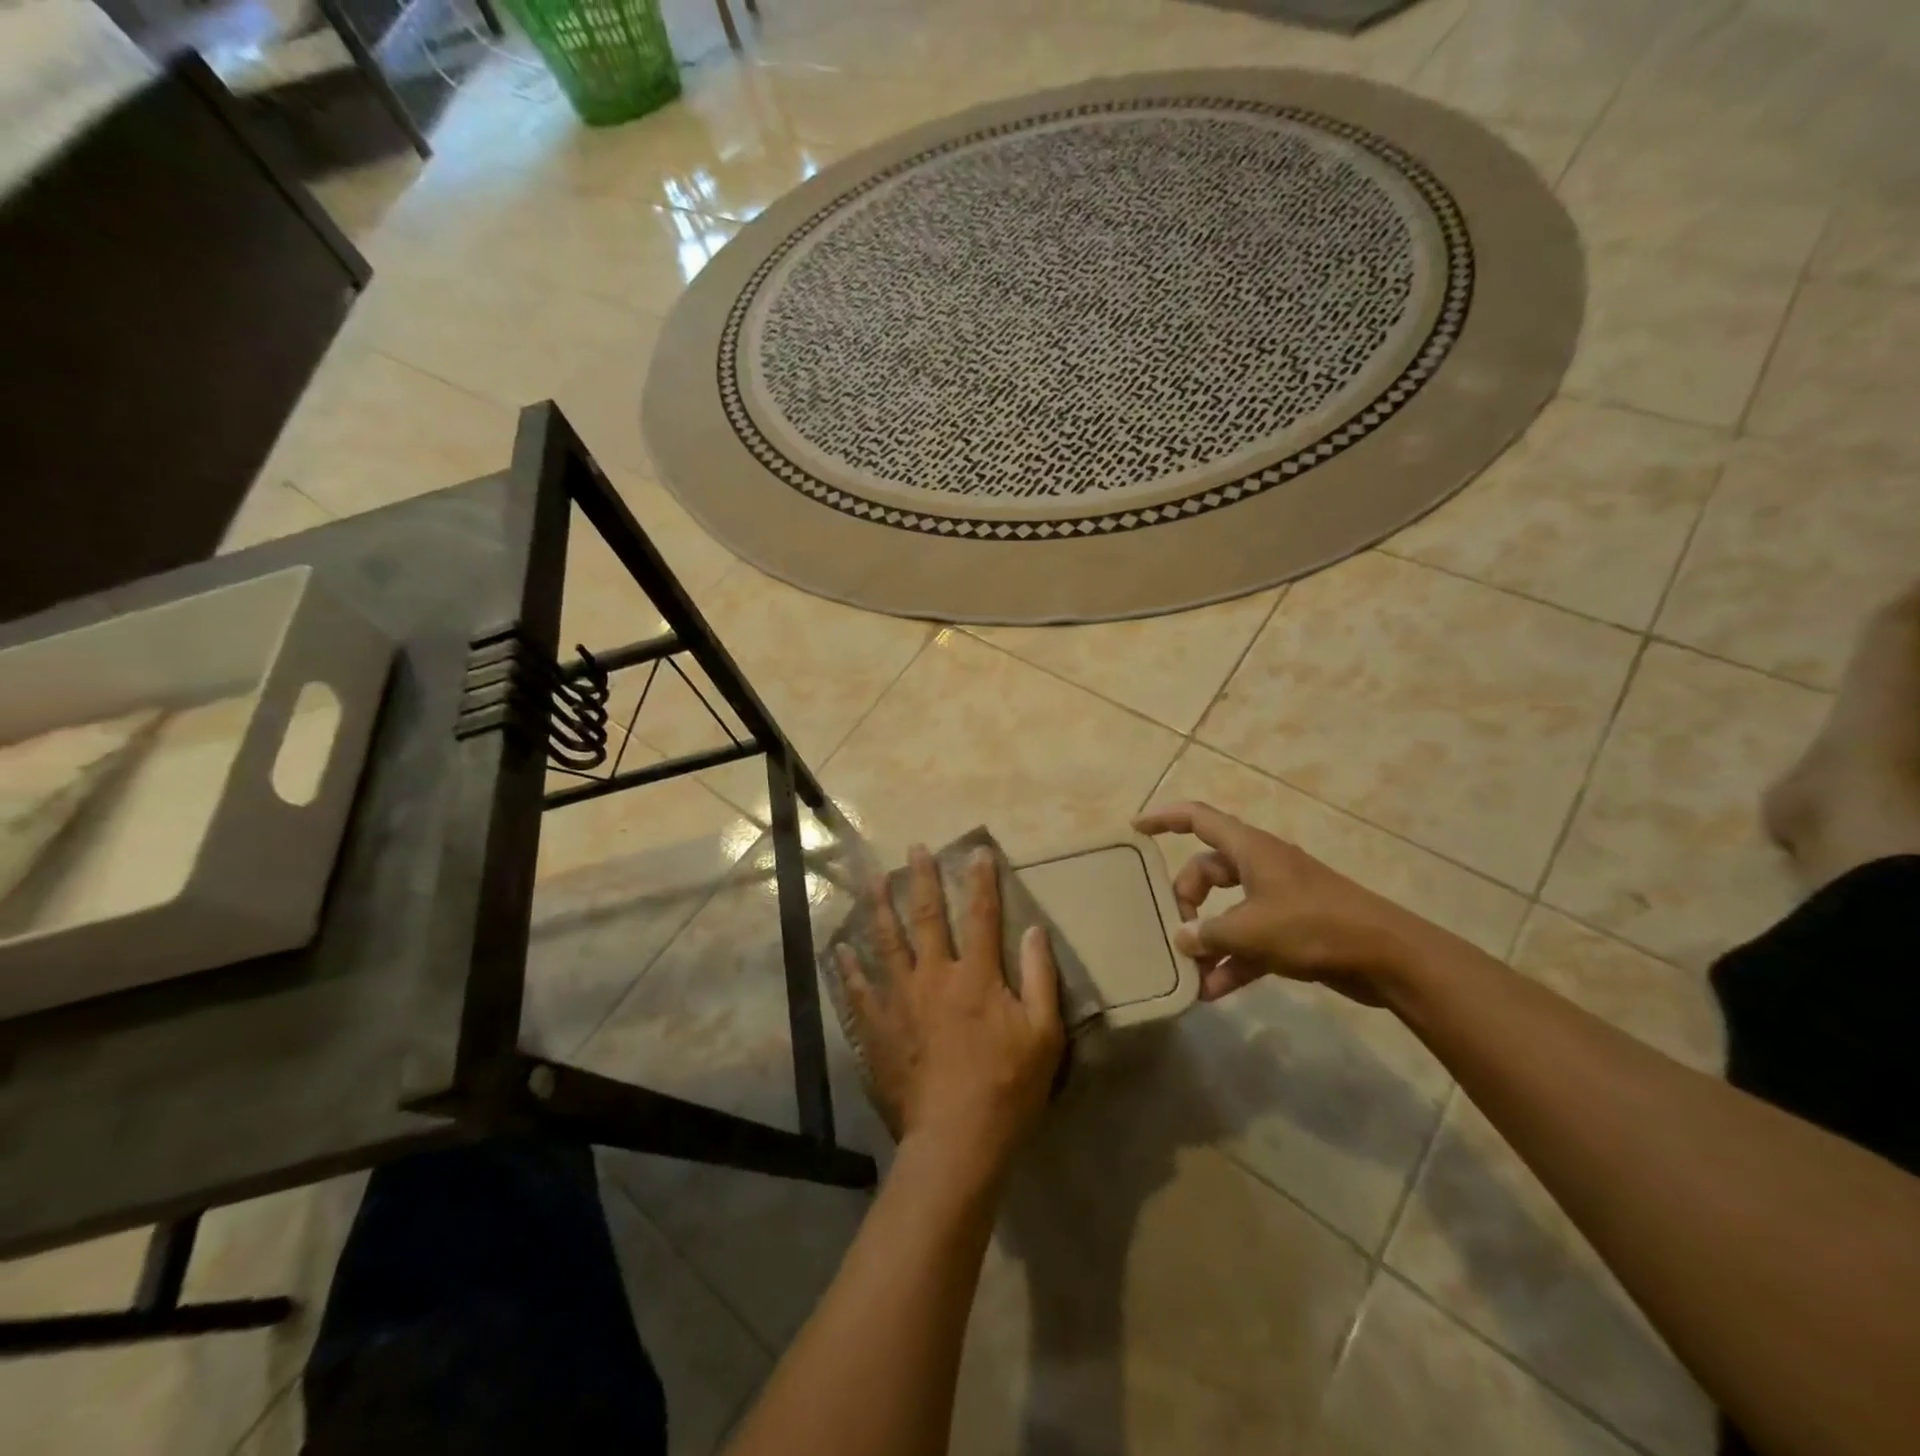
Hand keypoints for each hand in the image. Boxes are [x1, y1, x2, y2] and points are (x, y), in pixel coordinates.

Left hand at [837, 845, 1064, 1178]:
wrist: (956, 1140)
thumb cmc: (1008, 1088)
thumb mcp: (1043, 1034)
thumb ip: (1040, 978)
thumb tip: (1035, 930)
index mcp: (977, 976)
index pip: (982, 915)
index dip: (981, 880)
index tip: (977, 851)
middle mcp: (934, 976)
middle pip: (926, 917)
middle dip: (922, 879)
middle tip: (914, 848)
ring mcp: (900, 1000)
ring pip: (886, 942)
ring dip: (879, 907)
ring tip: (871, 879)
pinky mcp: (877, 1028)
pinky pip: (858, 990)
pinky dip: (849, 967)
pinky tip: (841, 949)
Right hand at [1132, 801, 1445, 1004]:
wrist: (1386, 957)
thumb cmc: (1312, 926)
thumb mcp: (1250, 930)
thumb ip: (1208, 933)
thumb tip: (1182, 938)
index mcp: (1250, 849)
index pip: (1198, 819)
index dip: (1164, 819)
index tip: (1135, 829)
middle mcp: (1261, 867)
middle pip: (1208, 870)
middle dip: (1186, 898)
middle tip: (1175, 928)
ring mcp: (1279, 898)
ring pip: (1228, 909)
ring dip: (1208, 938)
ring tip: (1187, 970)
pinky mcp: (1293, 929)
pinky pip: (1250, 939)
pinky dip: (1232, 960)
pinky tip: (1212, 991)